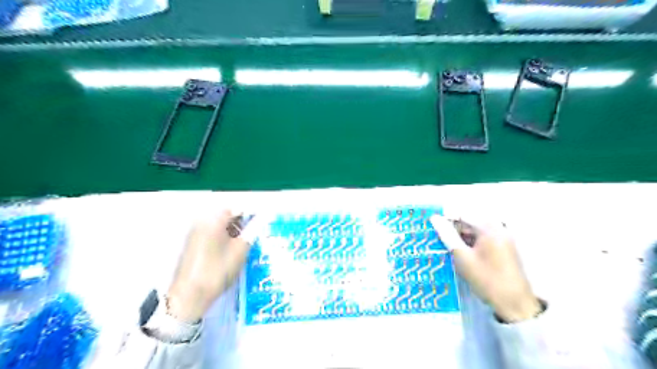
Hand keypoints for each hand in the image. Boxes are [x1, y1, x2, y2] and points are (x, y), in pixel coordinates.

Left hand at [167, 211, 262, 321]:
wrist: (189, 296)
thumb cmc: (218, 270)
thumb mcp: (240, 249)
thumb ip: (253, 229)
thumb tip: (264, 217)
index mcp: (214, 220)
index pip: (238, 208)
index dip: (253, 212)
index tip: (264, 219)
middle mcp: (202, 221)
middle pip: (227, 214)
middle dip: (243, 221)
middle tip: (256, 232)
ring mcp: (195, 232)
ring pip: (220, 224)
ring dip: (234, 229)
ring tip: (246, 242)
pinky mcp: (193, 243)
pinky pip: (212, 232)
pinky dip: (224, 236)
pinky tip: (232, 249)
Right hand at [430, 214, 540, 321]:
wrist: (515, 304)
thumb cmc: (486, 279)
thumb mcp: (462, 257)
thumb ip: (447, 235)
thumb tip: (434, 218)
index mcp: (489, 228)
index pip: (462, 215)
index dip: (446, 218)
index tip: (432, 226)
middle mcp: (498, 228)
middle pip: (470, 222)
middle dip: (453, 228)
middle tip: (438, 238)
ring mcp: (503, 238)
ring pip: (476, 231)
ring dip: (461, 236)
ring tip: (447, 246)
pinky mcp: (505, 248)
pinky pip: (483, 238)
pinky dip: (471, 243)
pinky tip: (461, 253)